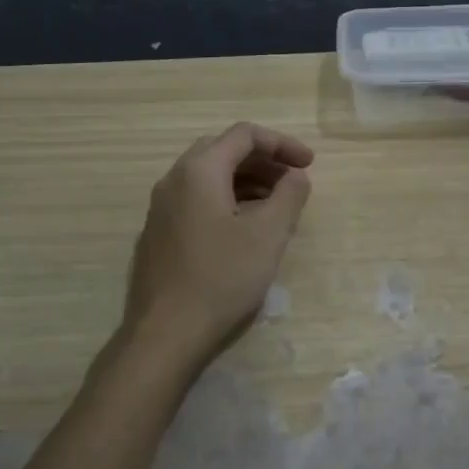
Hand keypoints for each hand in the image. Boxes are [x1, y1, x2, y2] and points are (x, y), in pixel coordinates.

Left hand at [122, 123, 313, 363]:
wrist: (165, 333)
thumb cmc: (221, 278)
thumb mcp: (268, 234)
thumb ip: (289, 196)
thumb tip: (296, 176)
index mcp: (199, 170)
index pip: (244, 135)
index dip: (282, 144)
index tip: (309, 165)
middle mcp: (174, 179)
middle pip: (223, 150)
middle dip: (263, 160)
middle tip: (292, 181)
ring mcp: (162, 208)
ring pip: (209, 176)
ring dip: (246, 181)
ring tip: (276, 205)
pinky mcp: (159, 233)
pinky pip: (197, 200)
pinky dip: (226, 199)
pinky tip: (244, 229)